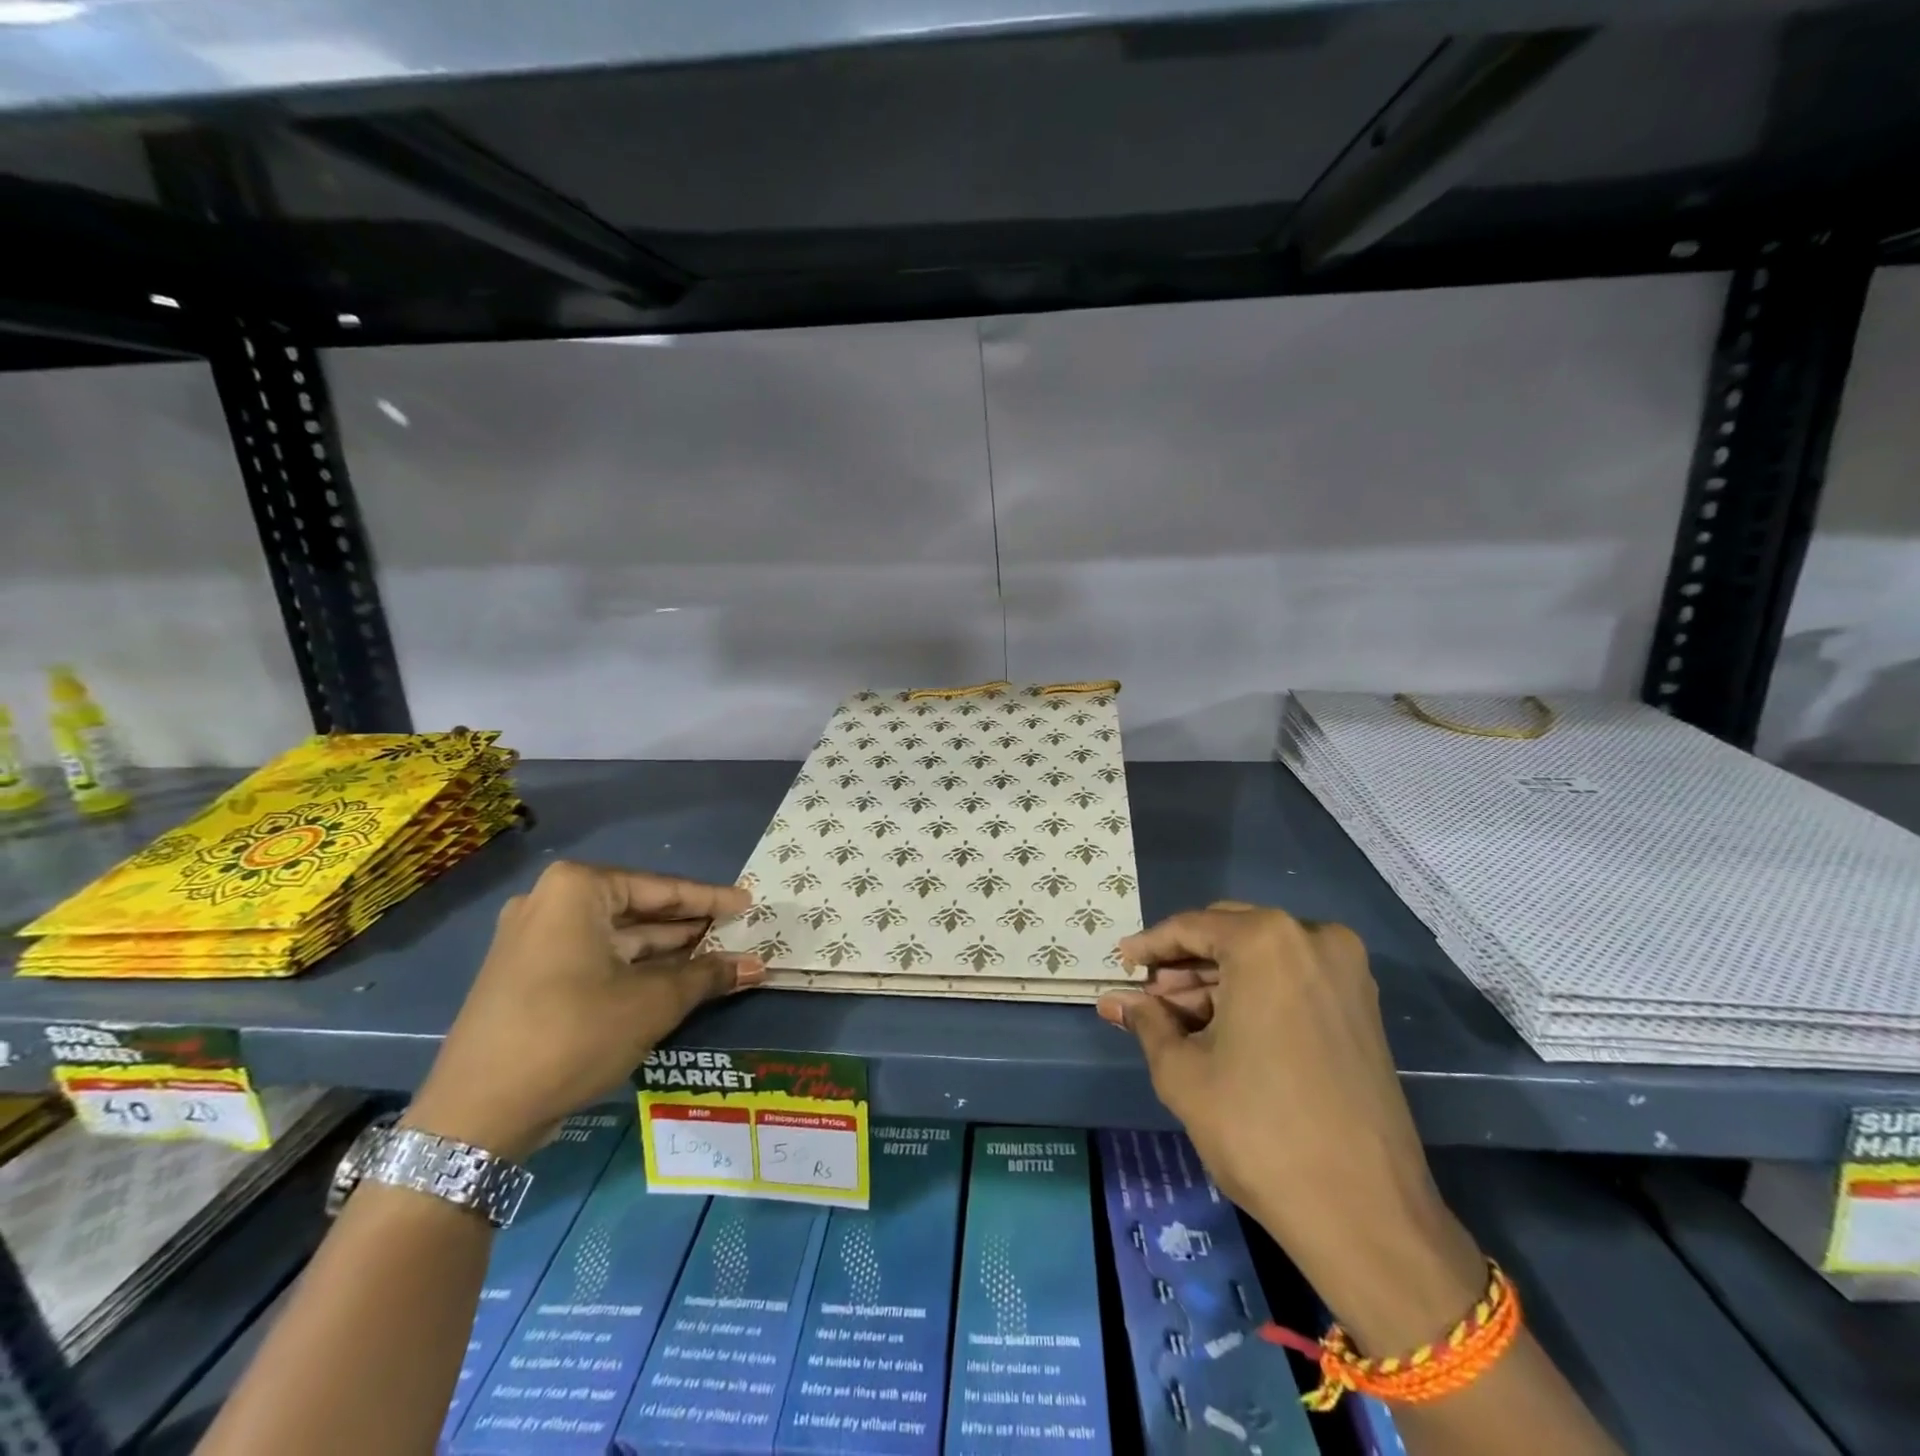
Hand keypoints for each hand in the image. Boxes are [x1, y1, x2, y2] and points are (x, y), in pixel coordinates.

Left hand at [405, 860, 762, 1159]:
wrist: (474, 1116)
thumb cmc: (572, 1035)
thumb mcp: (652, 1003)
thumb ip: (707, 976)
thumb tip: (757, 966)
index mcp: (577, 890)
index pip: (661, 889)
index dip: (710, 900)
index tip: (748, 903)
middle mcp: (549, 903)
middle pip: (637, 909)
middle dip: (687, 926)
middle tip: (735, 932)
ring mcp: (532, 939)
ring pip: (615, 936)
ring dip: (664, 950)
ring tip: (714, 957)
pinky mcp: (525, 975)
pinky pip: (593, 957)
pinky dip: (632, 967)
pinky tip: (670, 980)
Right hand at [1098, 903, 1483, 1353]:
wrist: (1366, 1214)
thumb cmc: (1259, 1130)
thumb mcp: (1183, 1072)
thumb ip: (1146, 1022)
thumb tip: (1115, 1001)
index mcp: (1266, 941)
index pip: (1191, 927)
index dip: (1150, 946)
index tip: (1122, 963)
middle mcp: (1312, 938)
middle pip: (1230, 933)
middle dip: (1185, 963)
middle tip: (1148, 996)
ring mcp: (1346, 971)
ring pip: (1261, 956)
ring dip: (1217, 980)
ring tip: (1177, 1019)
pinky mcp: (1362, 1005)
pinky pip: (1292, 978)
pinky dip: (1254, 993)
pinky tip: (1221, 1027)